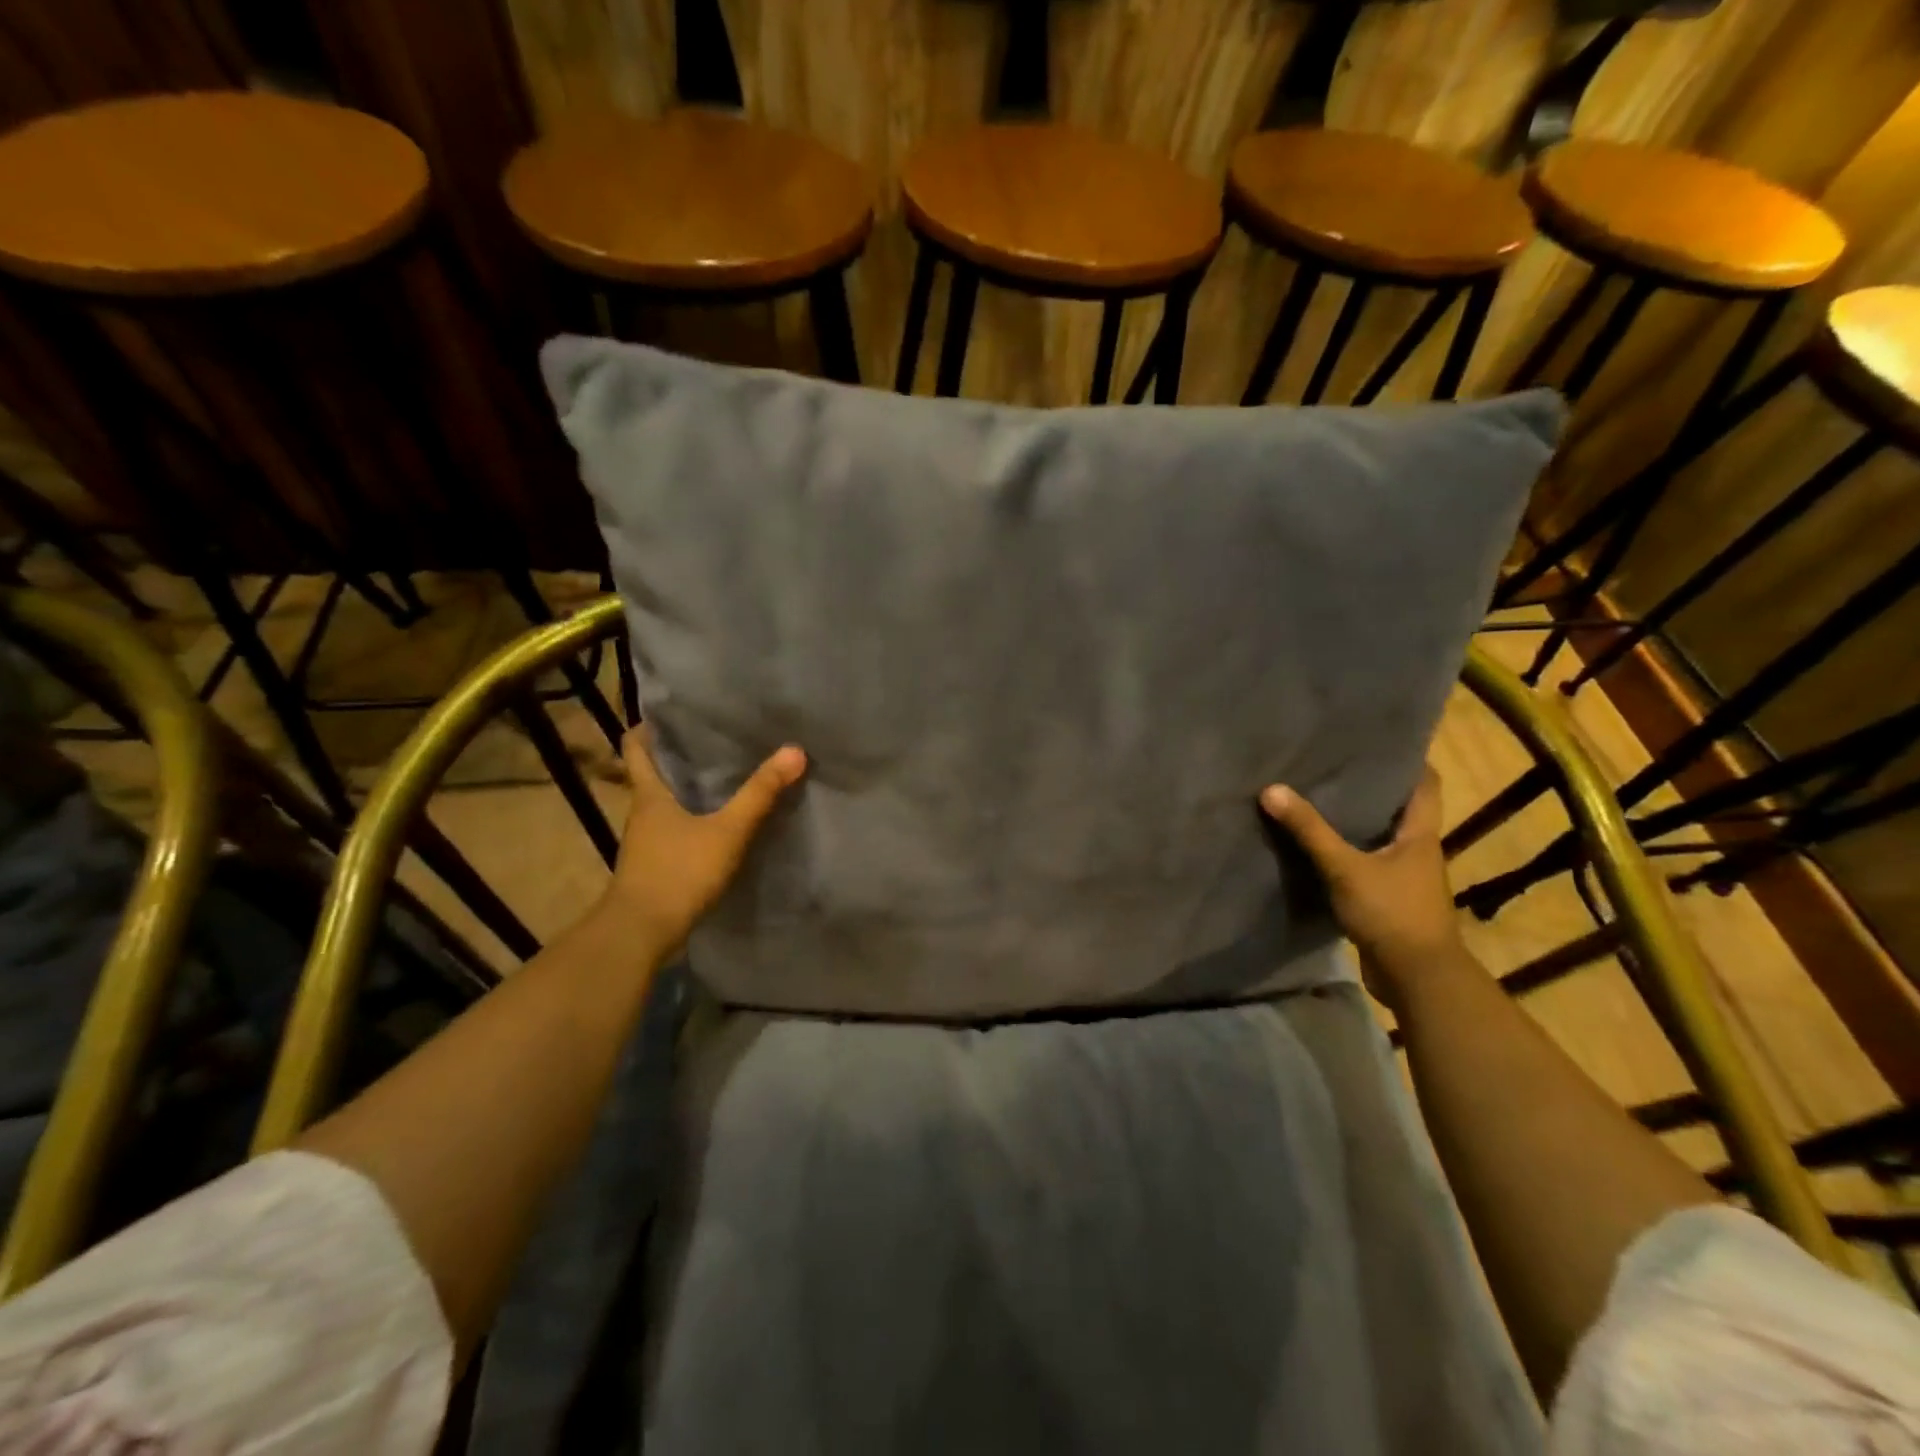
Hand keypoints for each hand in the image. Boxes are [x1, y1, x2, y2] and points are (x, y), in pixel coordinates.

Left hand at [597, 727, 806, 955]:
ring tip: (723, 774)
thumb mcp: (727, 830)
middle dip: (678, 755)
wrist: (641, 933)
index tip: (672, 711)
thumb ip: (760, 793)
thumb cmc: (678, 872)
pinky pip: (674, 829)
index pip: (636, 747)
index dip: (649, 726)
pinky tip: (718, 822)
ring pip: (664, 803)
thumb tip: (794, 750)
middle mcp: (642, 813)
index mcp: (649, 795)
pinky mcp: (656, 865)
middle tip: (714, 736)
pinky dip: (692, 818)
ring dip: (687, 788)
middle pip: (653, 773)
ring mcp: (646, 842)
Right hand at [1260, 767, 1466, 1012]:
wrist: (1417, 978)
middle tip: (1334, 765)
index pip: (1425, 784)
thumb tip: (1272, 790)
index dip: (1409, 760)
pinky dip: (1346, 853)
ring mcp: (1404, 878)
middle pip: (1399, 809)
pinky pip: (1366, 865)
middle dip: (1371, 788)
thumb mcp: (1345, 868)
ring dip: (1356, 822)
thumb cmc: (1392, 913)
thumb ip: (1310, 831)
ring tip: (1319, 799)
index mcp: (1420, 834)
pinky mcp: (1388, 900)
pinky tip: (1317, 849)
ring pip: (1380, 838)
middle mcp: (1417, 851)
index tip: (1379, 740)